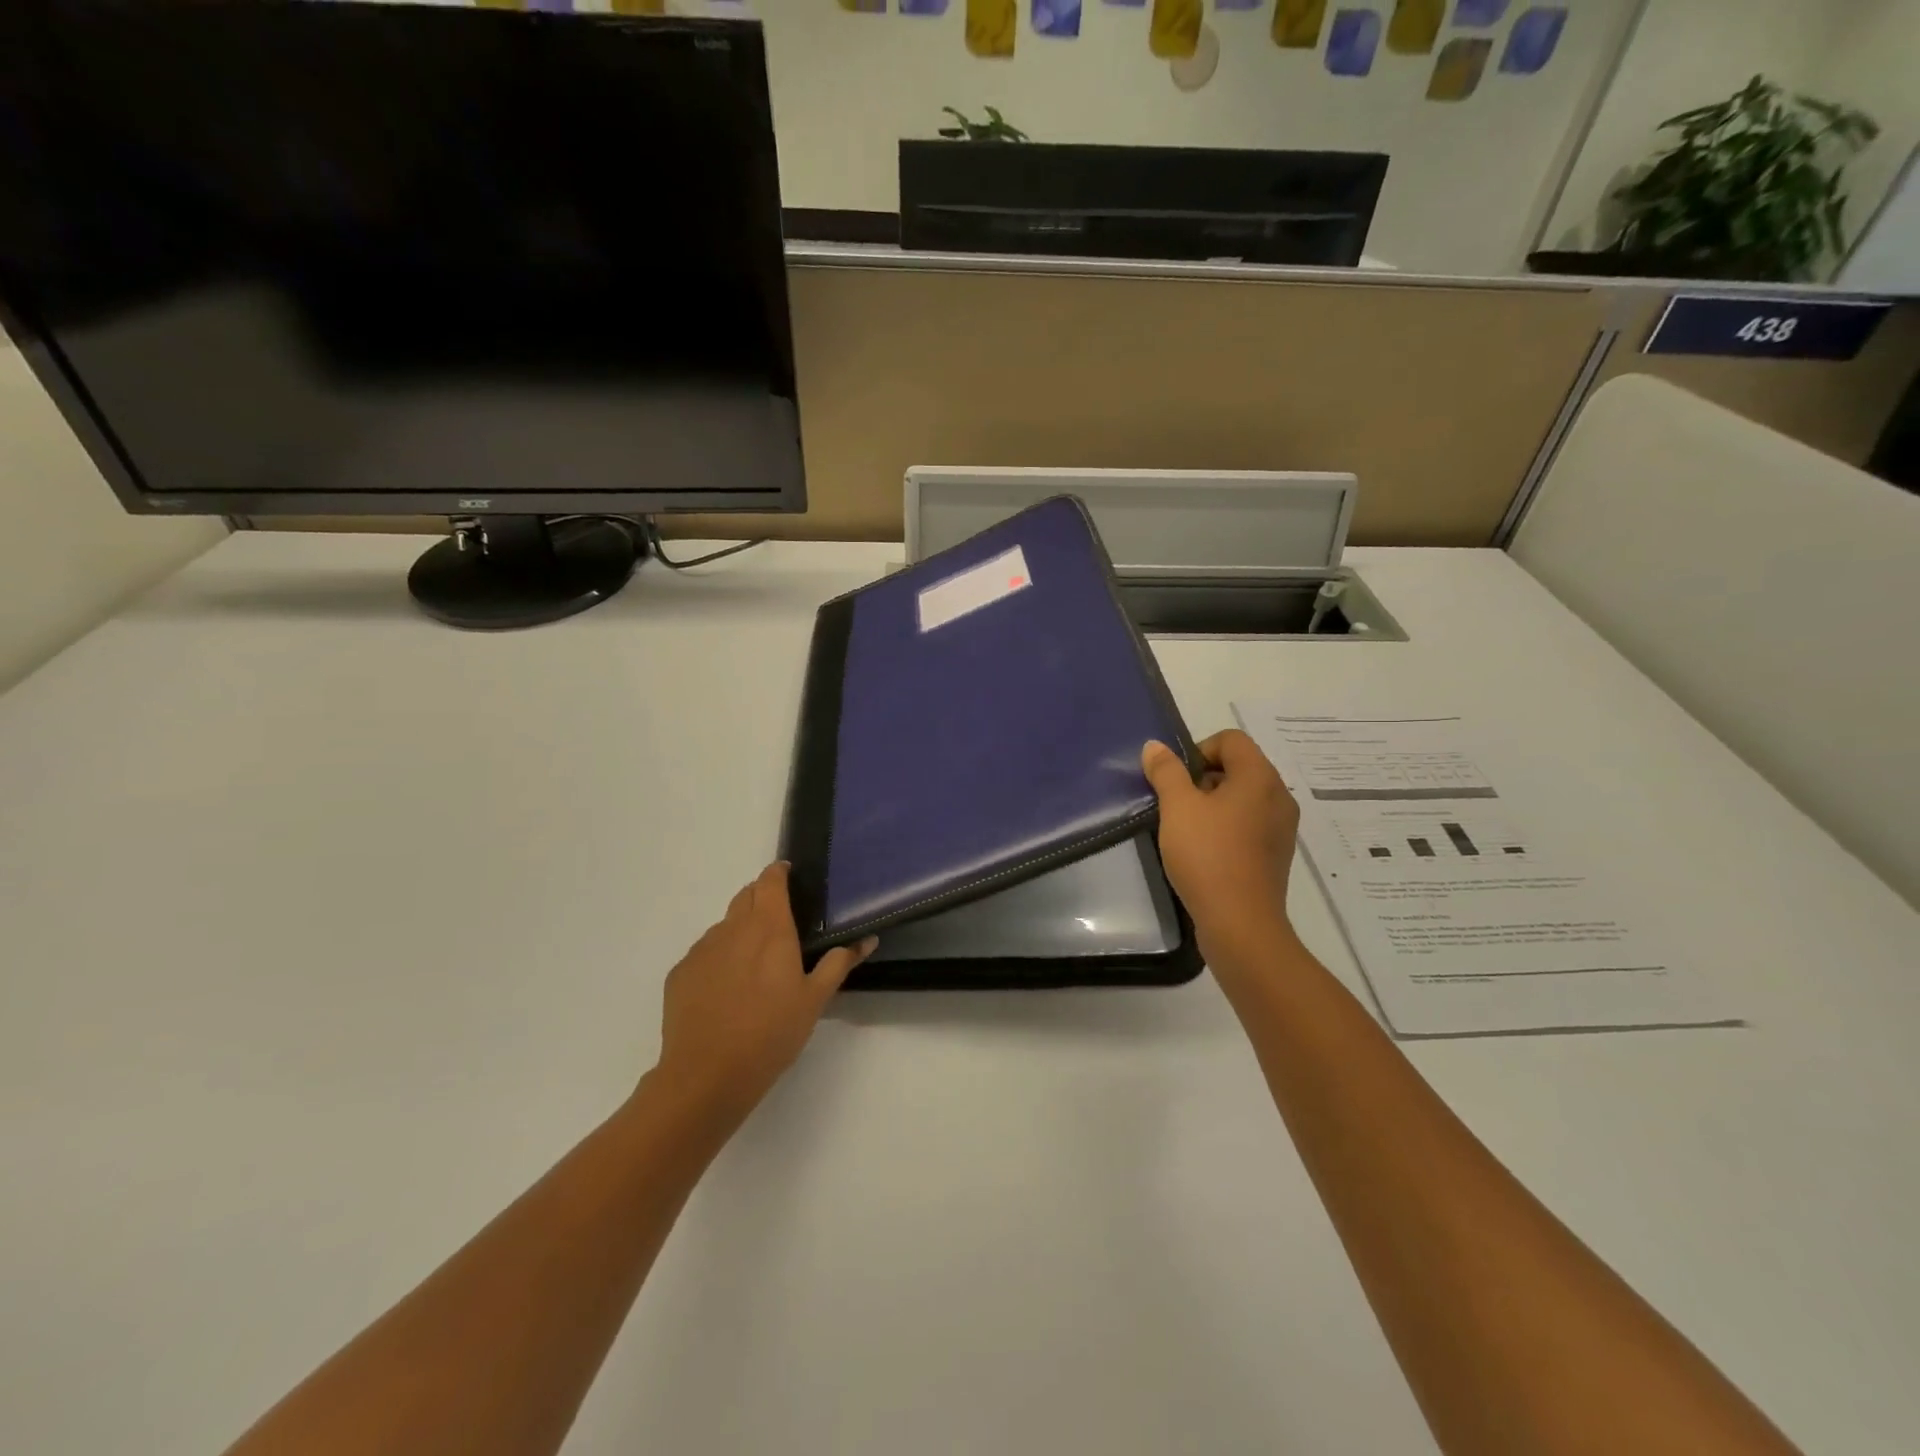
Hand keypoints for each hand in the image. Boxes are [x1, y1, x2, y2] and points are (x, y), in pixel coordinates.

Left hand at [651, 863, 875, 1130]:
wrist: (706, 1076)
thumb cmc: (770, 1033)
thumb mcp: (814, 1000)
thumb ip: (839, 963)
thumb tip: (867, 939)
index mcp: (769, 927)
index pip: (770, 880)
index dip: (780, 873)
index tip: (791, 877)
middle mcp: (732, 928)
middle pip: (746, 895)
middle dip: (762, 898)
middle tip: (781, 922)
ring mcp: (702, 949)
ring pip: (725, 925)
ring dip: (741, 930)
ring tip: (755, 964)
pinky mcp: (680, 973)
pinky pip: (704, 952)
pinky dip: (720, 957)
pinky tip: (728, 990)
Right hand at [1142, 732, 1302, 982]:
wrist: (1240, 924)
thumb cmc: (1208, 856)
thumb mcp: (1177, 808)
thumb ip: (1166, 772)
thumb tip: (1155, 746)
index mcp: (1259, 777)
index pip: (1231, 739)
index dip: (1198, 750)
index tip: (1176, 780)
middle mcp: (1278, 796)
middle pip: (1238, 767)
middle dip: (1202, 778)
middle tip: (1176, 805)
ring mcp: (1281, 828)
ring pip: (1243, 798)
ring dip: (1212, 804)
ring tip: (1186, 830)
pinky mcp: (1275, 854)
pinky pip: (1249, 824)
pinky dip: (1226, 828)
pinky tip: (1204, 852)